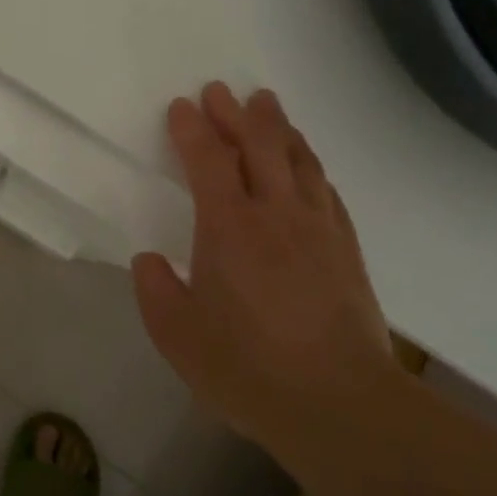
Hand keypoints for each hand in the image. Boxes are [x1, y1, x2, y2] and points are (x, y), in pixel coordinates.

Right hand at [131, 83, 394, 452]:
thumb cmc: (248, 369)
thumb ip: (156, 291)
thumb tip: (150, 260)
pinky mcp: (346, 249)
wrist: (340, 405)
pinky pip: (327, 189)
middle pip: (258, 144)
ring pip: (299, 159)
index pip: (208, 160)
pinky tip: (307, 164)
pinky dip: (310, 164)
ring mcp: (317, 228)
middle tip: (221, 91)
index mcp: (229, 227)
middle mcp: (275, 213)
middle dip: (236, 113)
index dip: (192, 128)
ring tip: (266, 105)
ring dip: (278, 127)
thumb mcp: (178, 337)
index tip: (181, 106)